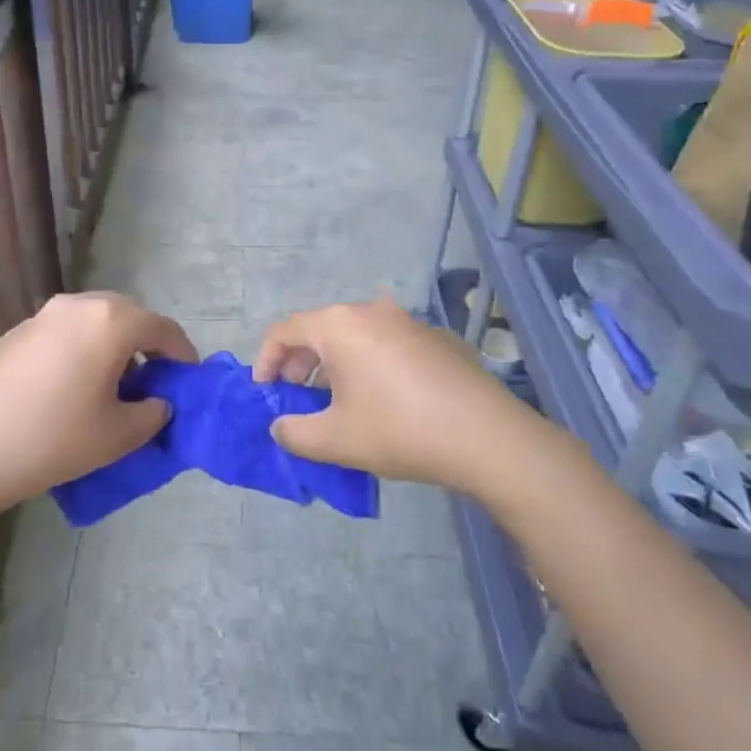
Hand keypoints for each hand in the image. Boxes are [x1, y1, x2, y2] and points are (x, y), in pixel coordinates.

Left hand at [0, 291, 197, 510]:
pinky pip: (64, 330)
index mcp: (110, 322)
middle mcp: (78, 306)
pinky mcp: (16, 332)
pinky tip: (70, 385)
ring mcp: (42, 315)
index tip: (188, 377)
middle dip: (146, 343)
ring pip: (94, 319)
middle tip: (152, 379)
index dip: (182, 352)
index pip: (162, 328)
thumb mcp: (118, 436)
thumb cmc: (53, 439)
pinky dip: (81, 347)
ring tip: (111, 383)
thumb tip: (157, 402)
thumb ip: (152, 414)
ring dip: (112, 342)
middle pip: (128, 315)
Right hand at [254, 299, 557, 493]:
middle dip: (300, 361)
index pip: (285, 330)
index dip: (266, 359)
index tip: (264, 391)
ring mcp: (408, 320)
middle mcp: (371, 310)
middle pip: (320, 328)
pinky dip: (369, 362)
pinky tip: (382, 398)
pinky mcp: (436, 337)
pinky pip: (387, 343)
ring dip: (335, 362)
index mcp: (340, 325)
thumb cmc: (399, 430)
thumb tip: (281, 426)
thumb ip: (293, 433)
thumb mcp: (335, 440)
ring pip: (355, 334)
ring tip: (335, 397)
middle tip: (295, 395)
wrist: (486, 436)